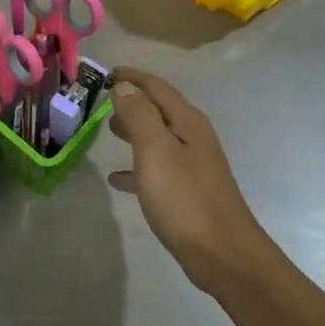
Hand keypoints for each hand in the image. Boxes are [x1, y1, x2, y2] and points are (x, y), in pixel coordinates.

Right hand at [107, 68, 272, 285]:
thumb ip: (139, 116)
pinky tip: (118, 178)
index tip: (108, 71)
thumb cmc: (185, 199)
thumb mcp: (156, 151)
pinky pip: (158, 169)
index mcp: (188, 122)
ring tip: (108, 131)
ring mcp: (193, 166)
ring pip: (158, 138)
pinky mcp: (188, 192)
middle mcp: (194, 138)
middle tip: (102, 101)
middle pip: (160, 110)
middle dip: (133, 102)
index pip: (157, 88)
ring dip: (134, 131)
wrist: (222, 254)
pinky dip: (137, 166)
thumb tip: (125, 86)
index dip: (133, 77)